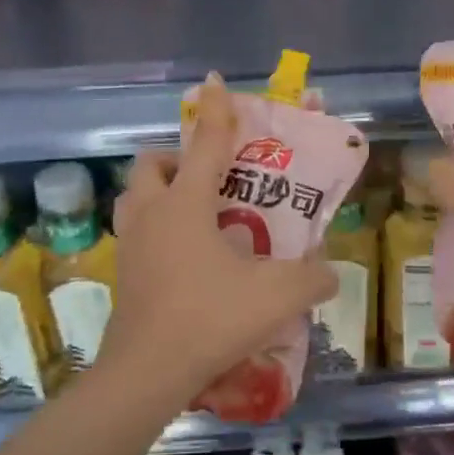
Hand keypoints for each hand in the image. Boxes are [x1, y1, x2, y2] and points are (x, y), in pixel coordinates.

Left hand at [105, 75, 336, 396]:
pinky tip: (185, 256)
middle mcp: (151, 215)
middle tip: (208, 176)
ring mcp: (130, 245)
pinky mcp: (124, 275)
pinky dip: (155, 229)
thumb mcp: (277, 295)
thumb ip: (312, 278)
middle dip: (176, 158)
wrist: (148, 372)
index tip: (215, 82)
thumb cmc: (211, 318)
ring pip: (134, 198)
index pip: (205, 145)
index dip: (216, 112)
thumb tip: (330, 271)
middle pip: (151, 165)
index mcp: (185, 205)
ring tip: (192, 210)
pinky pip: (135, 233)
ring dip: (158, 191)